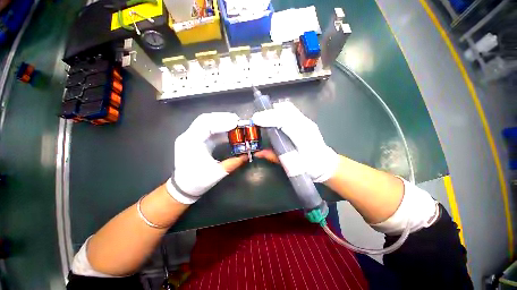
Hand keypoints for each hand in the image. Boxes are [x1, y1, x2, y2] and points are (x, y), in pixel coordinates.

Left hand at [166, 113, 247, 203]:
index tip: (236, 123)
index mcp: (190, 143)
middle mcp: (188, 136)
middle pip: (205, 119)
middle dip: (222, 117)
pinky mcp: (196, 139)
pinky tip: (228, 129)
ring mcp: (191, 136)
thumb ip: (233, 163)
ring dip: (220, 120)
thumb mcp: (217, 173)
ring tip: (234, 122)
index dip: (222, 122)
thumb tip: (246, 156)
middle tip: (236, 119)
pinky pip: (208, 129)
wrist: (184, 187)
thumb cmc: (198, 181)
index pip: (205, 125)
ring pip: (206, 122)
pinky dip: (219, 127)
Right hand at [252, 101, 339, 182]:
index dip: (269, 118)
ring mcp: (307, 121)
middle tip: (258, 119)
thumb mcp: (290, 165)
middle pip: (285, 111)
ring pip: (288, 108)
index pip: (284, 122)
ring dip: (274, 111)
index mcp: (303, 138)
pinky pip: (290, 110)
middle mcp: (306, 126)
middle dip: (269, 112)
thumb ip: (274, 157)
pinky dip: (280, 111)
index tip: (256, 119)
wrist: (325, 163)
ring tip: (264, 117)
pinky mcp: (306, 120)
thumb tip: (258, 153)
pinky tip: (274, 116)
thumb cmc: (309, 167)